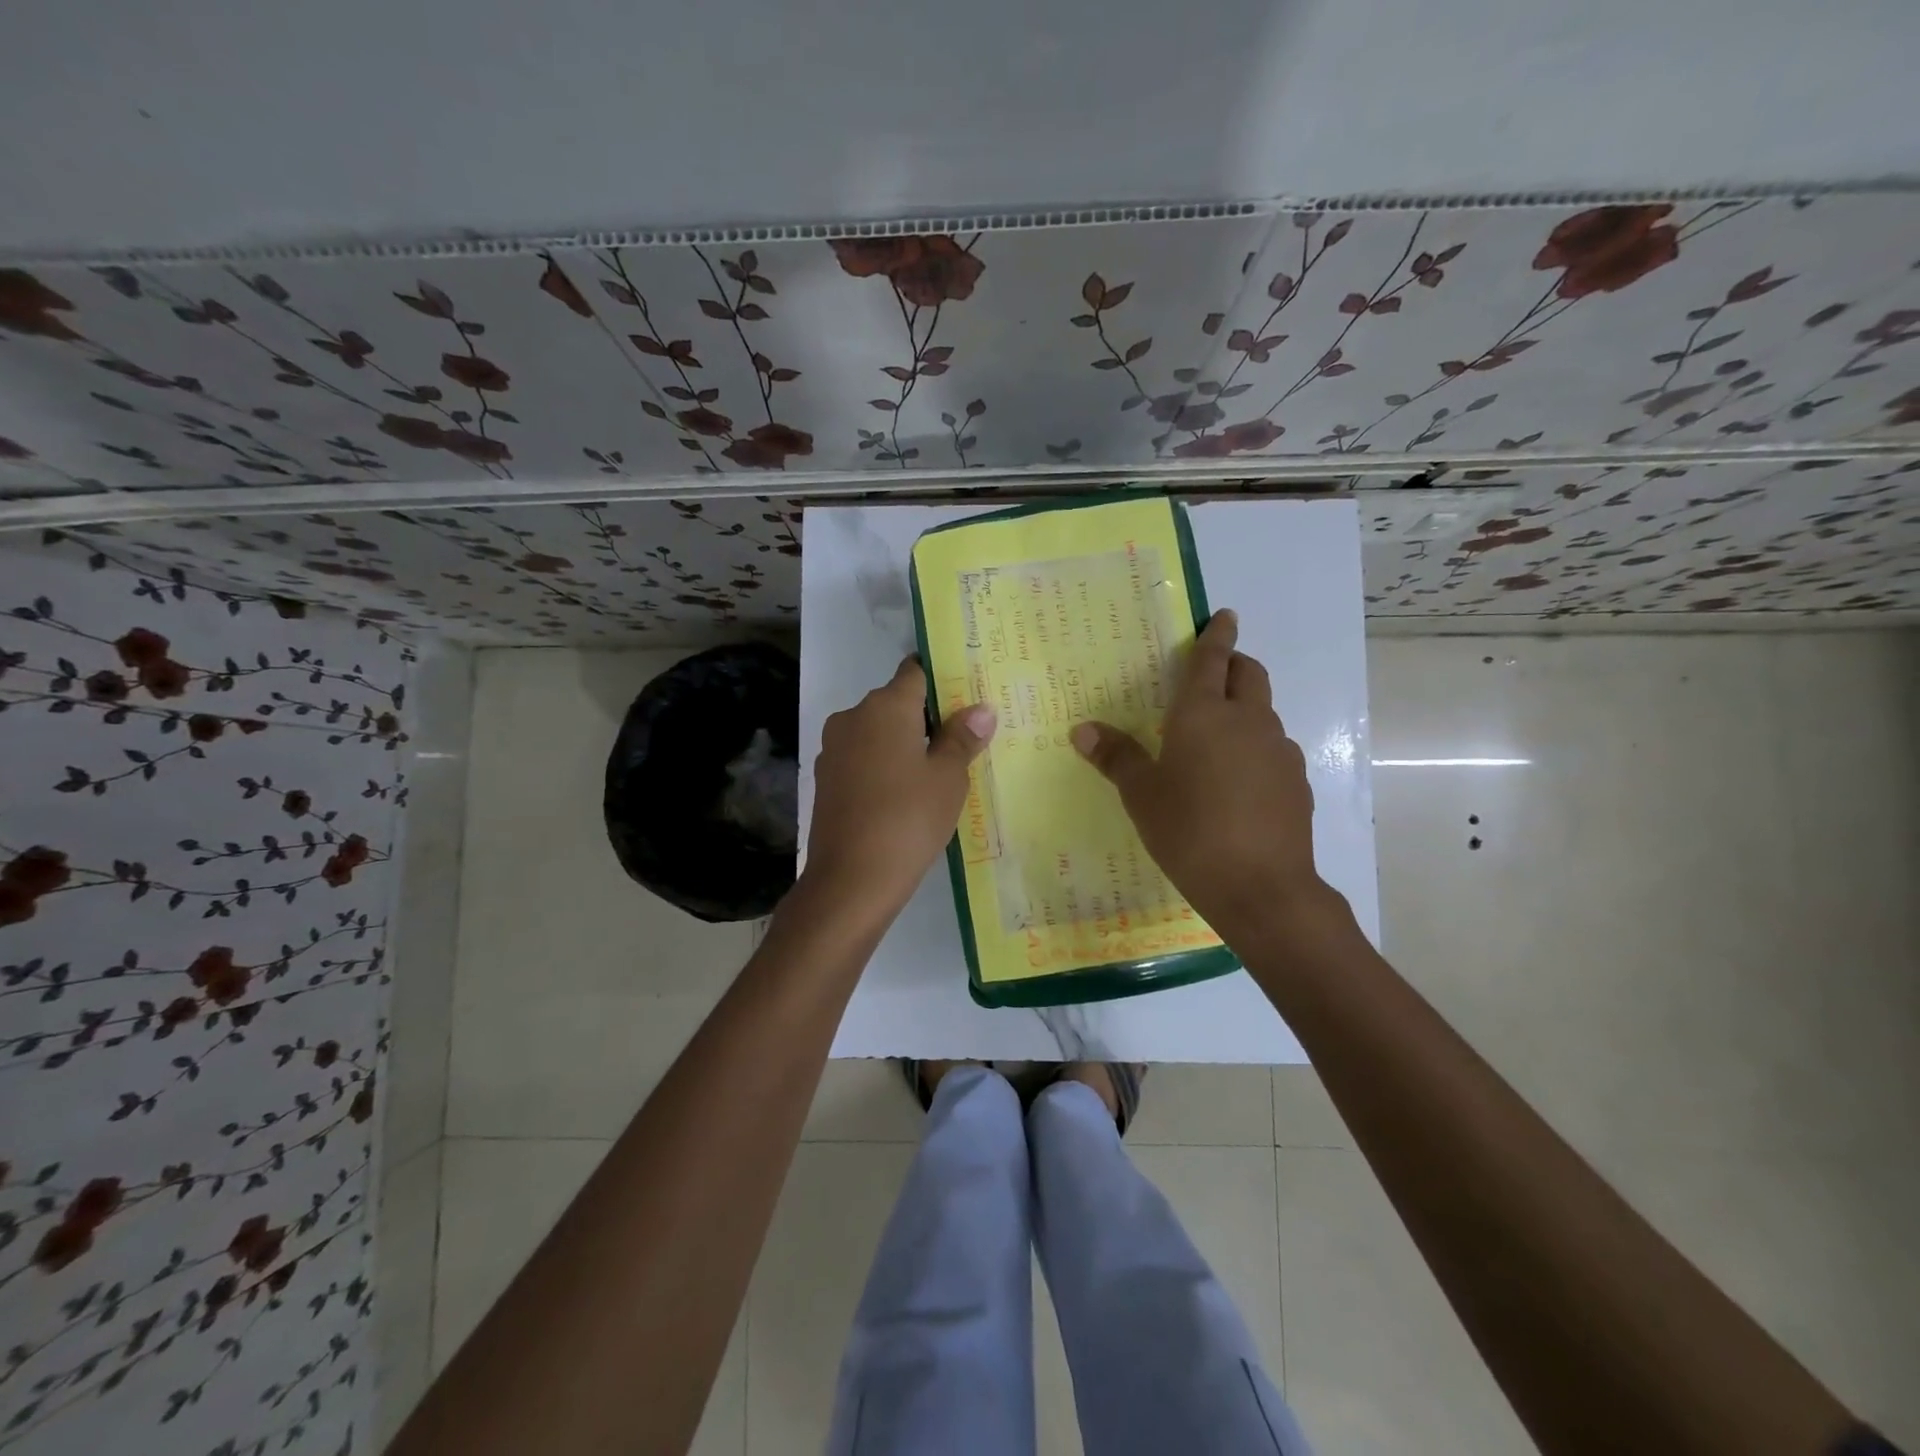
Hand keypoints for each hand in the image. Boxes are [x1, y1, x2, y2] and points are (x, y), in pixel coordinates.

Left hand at [801, 657, 994, 923]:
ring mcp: (834, 749)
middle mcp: (853, 717)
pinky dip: (883, 765)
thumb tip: (981, 709)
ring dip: (904, 743)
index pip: (915, 671)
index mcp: (885, 706)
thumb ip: (962, 738)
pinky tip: (904, 793)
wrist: (850, 880)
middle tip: (962, 738)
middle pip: (895, 702)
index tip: (965, 694)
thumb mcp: (948, 778)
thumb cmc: (908, 819)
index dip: (941, 678)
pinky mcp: (826, 779)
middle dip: (926, 716)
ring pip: (877, 732)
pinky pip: (862, 758)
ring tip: (937, 769)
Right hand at [1070, 610, 1337, 942]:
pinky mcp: (1296, 781)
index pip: (1212, 660)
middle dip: (1234, 663)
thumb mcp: (1141, 795)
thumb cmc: (1189, 831)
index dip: (1216, 635)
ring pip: (1263, 712)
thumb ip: (1116, 757)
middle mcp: (1247, 721)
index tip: (1224, 615)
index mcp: (1203, 714)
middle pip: (1249, 674)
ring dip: (1244, 708)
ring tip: (1216, 737)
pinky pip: (1273, 748)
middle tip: (1214, 671)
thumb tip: (1083, 729)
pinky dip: (1255, 746)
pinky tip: (1237, 780)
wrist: (1261, 886)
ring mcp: (1278, 750)